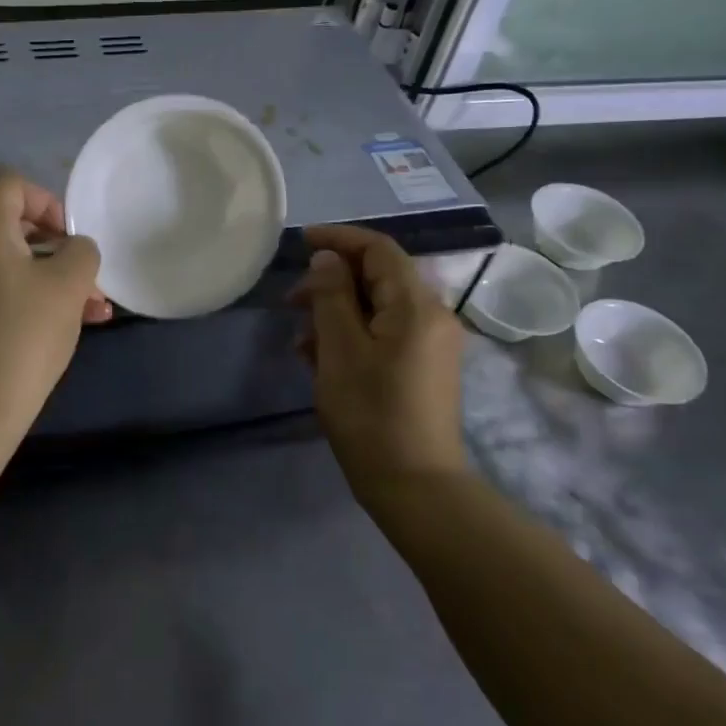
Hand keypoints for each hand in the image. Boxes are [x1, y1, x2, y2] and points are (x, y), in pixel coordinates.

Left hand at [0, 170, 110, 432]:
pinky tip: (64, 325)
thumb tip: (73, 250)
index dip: (49, 201)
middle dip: (57, 246)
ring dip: (51, 276)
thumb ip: (81, 252)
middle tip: (87, 278)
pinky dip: (27, 296)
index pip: (11, 183)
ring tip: (93, 310)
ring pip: (8, 261)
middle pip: (11, 223)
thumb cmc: (23, 336)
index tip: (71, 239)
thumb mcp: (69, 285)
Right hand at [293, 224, 469, 515]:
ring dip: (338, 311)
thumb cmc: (371, 414)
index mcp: (417, 306)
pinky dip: (354, 334)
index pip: (379, 249)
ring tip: (301, 338)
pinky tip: (321, 358)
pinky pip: (386, 334)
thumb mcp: (339, 350)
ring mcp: (432, 345)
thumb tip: (328, 259)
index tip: (301, 242)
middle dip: (333, 281)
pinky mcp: (425, 368)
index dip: (339, 239)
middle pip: (380, 277)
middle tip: (292, 301)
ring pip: (380, 307)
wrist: (415, 486)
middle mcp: (433, 317)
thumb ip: (331, 296)